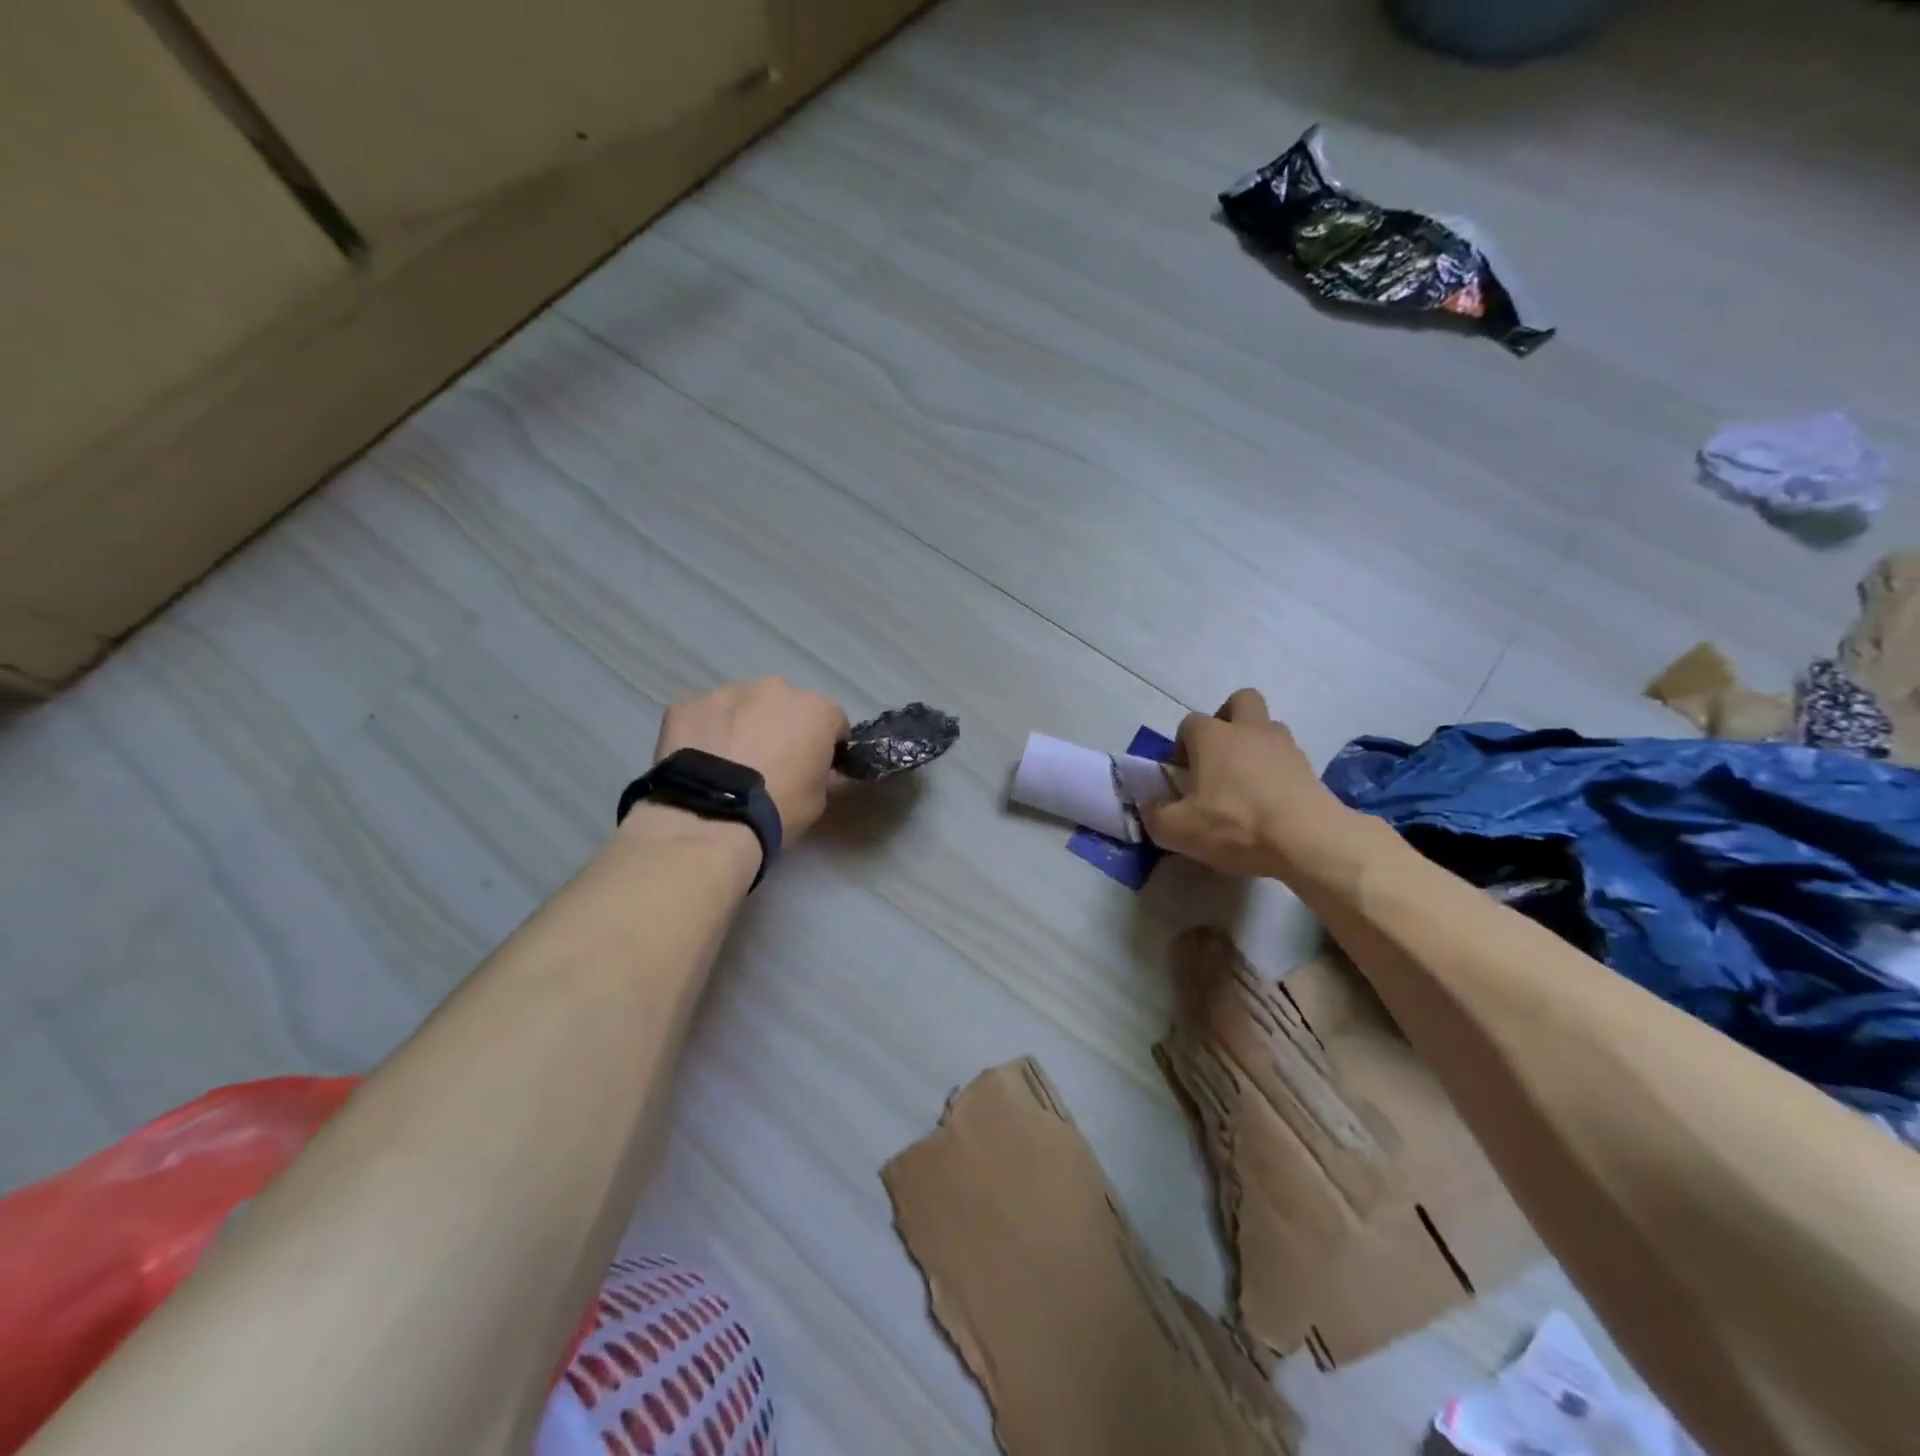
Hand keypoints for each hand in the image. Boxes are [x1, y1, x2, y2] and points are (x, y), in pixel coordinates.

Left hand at [653, 678, 849, 840]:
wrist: (711, 817)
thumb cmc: (778, 808)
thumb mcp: (819, 798)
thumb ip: (819, 770)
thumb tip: (809, 766)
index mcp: (816, 709)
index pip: (832, 720)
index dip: (825, 743)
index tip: (814, 765)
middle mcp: (775, 689)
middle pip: (784, 705)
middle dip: (780, 726)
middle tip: (769, 763)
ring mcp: (727, 692)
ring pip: (742, 705)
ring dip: (742, 726)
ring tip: (729, 763)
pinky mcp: (687, 705)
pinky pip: (703, 717)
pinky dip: (705, 732)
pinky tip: (699, 762)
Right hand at [1140, 688, 1355, 879]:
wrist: (1307, 840)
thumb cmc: (1234, 825)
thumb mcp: (1178, 829)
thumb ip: (1156, 814)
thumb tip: (1152, 805)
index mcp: (1212, 737)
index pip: (1189, 723)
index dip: (1182, 745)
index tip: (1182, 774)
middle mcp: (1249, 729)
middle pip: (1240, 701)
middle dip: (1227, 719)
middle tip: (1218, 756)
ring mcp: (1284, 745)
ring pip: (1267, 727)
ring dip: (1255, 744)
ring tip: (1246, 781)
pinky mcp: (1309, 767)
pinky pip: (1287, 757)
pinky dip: (1277, 771)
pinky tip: (1270, 801)